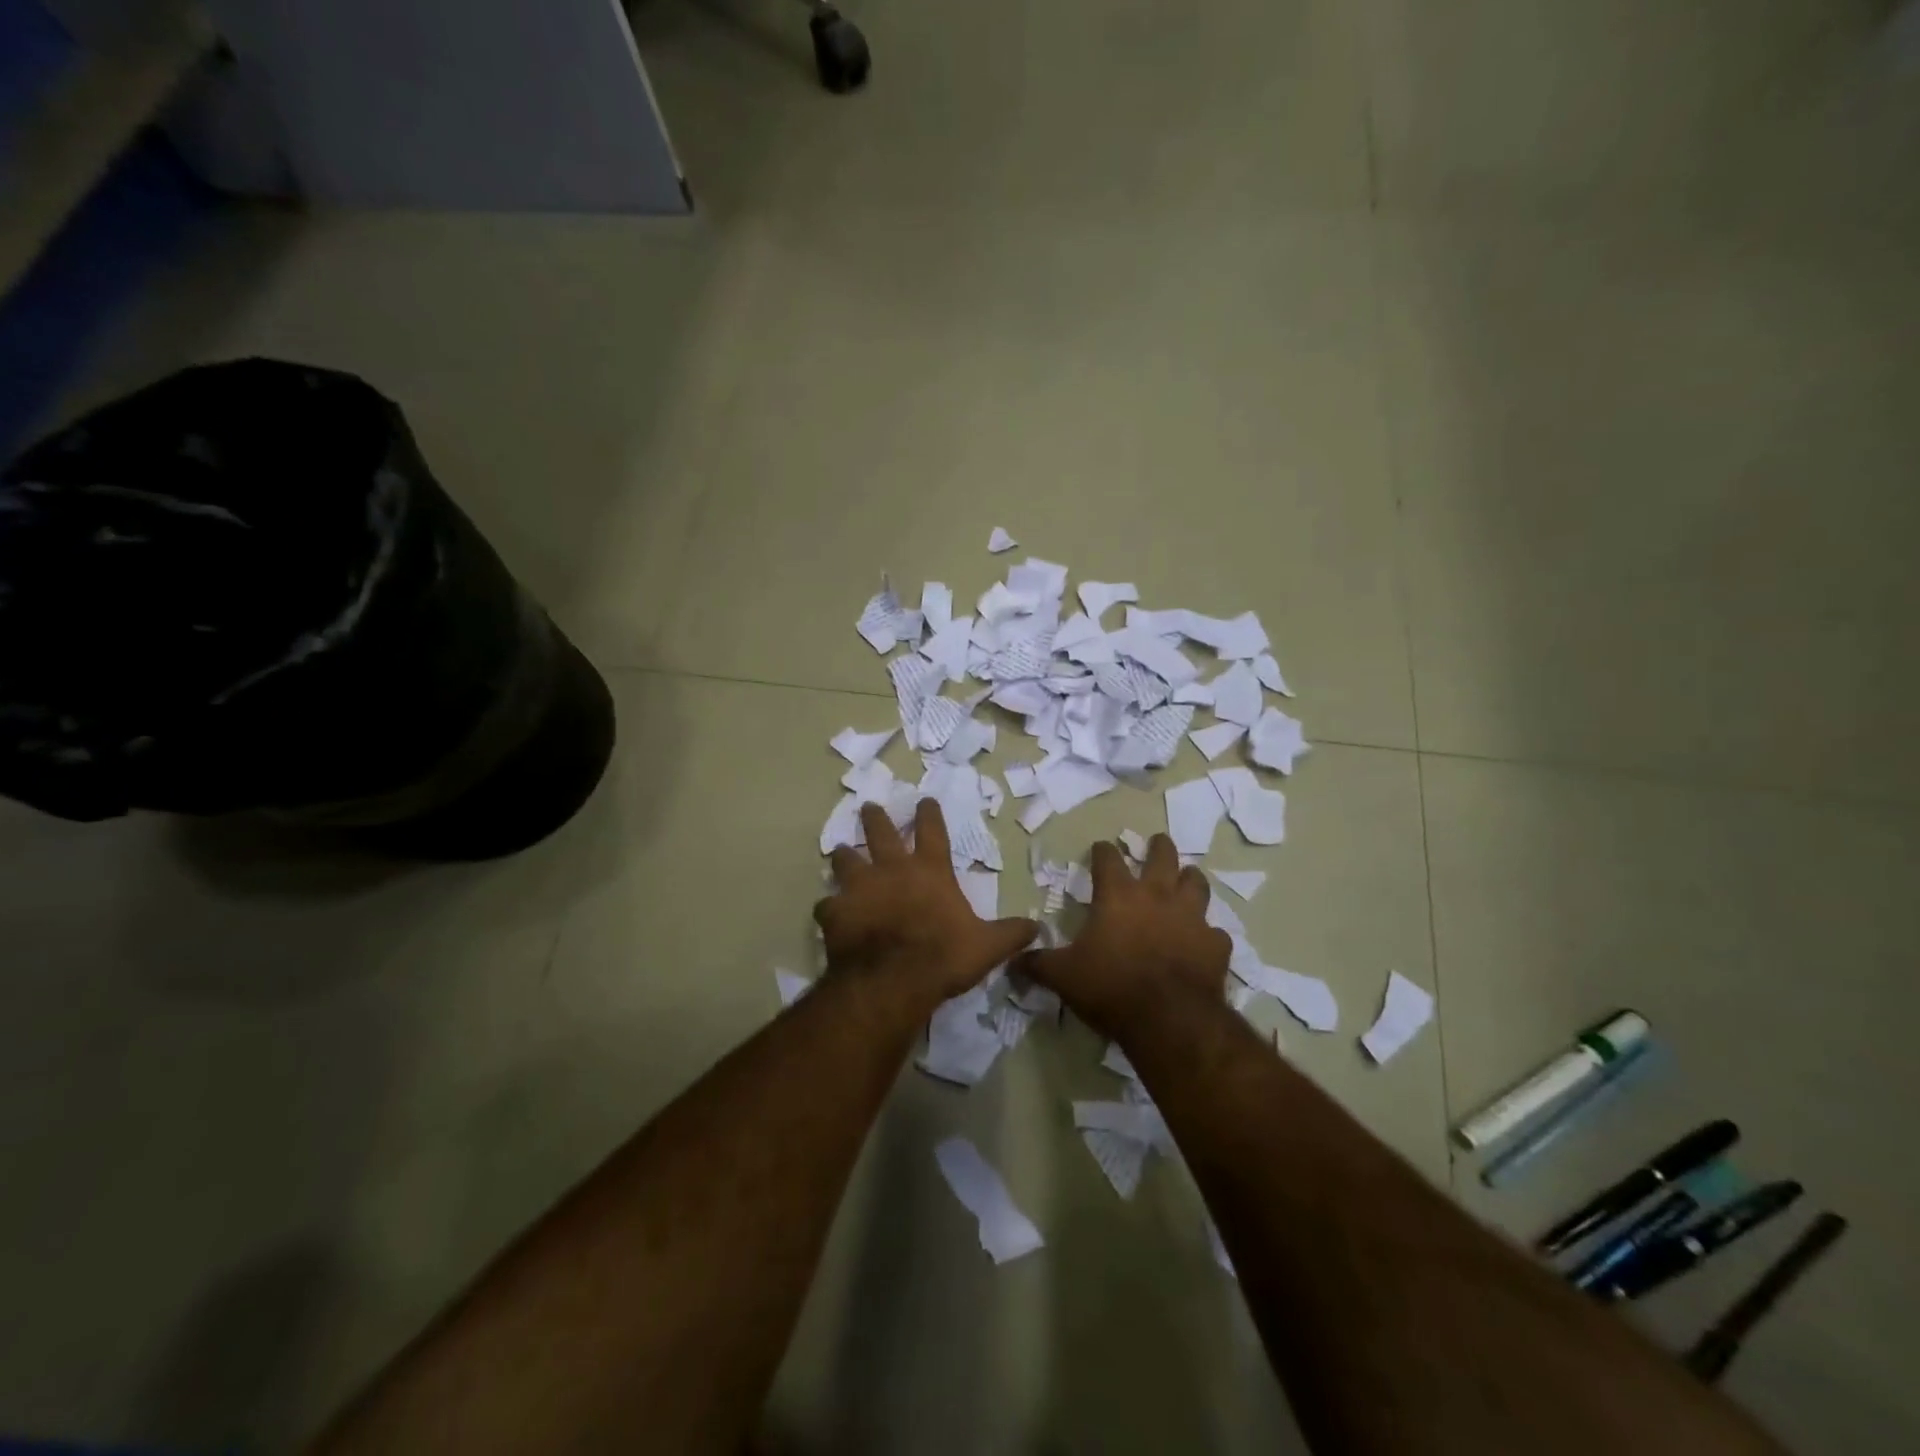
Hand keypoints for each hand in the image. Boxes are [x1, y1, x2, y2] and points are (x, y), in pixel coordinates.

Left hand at [816, 800, 1037, 1009]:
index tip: (924, 800)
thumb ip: (1011, 934)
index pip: (932, 830)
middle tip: (869, 807)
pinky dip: (829, 907)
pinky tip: (828, 912)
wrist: (893, 979)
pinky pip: (826, 904)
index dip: (929, 813)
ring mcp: (860, 888)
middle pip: (880, 832)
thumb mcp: (987, 946)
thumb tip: (1038, 929)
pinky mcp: (836, 911)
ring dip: (844, 856)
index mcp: (930, 871)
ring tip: (840, 852)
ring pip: (846, 860)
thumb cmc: (944, 955)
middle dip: (876, 817)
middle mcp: (892, 869)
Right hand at [1017, 834, 1229, 1034]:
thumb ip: (1038, 964)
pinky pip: (1216, 932)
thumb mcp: (1063, 976)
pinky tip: (1204, 942)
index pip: (1108, 858)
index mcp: (1118, 896)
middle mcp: (1157, 896)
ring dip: (1190, 880)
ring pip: (1196, 884)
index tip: (1100, 848)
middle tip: (1157, 844)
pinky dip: (1209, 934)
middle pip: (1163, 856)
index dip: (1102, 851)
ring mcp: (1191, 918)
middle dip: (1158, 847)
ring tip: (1186, 880)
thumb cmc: (1110, 986)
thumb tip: (1012, 961)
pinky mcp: (1215, 944)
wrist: (1168, 1018)